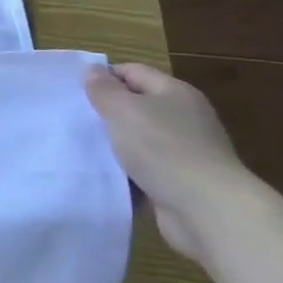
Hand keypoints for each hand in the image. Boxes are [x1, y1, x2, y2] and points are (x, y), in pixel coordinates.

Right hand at [85, 62, 251, 264]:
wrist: (207, 211)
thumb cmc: (162, 149)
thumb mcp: (123, 110)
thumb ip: (103, 89)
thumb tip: (92, 71)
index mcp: (175, 92)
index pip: (132, 72)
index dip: (103, 77)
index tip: (74, 92)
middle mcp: (185, 117)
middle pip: (137, 105)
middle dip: (107, 112)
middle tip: (75, 119)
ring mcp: (186, 151)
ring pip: (139, 139)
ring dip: (116, 144)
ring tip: (84, 148)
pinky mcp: (183, 182)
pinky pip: (146, 168)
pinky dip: (128, 171)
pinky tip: (107, 175)